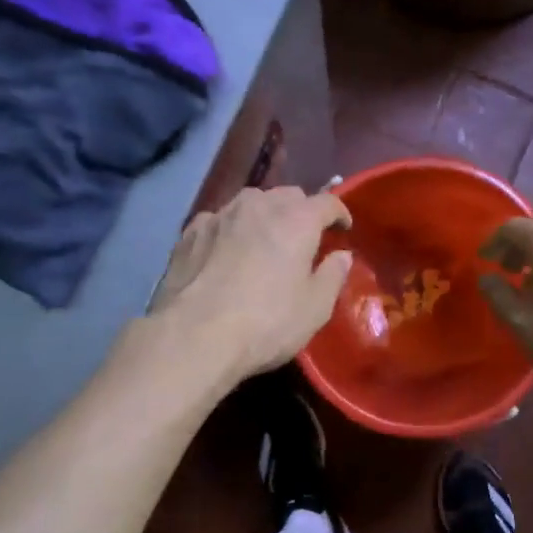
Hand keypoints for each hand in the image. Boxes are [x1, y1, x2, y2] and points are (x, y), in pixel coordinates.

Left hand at [149, 186, 352, 380]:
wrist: (193, 336)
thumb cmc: (266, 323)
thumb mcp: (315, 309)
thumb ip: (333, 276)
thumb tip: (341, 256)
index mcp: (296, 221)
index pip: (326, 202)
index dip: (339, 213)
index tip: (343, 229)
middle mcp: (258, 206)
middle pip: (287, 195)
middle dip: (300, 211)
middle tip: (304, 238)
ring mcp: (219, 216)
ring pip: (250, 202)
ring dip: (264, 216)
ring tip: (264, 241)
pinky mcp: (189, 233)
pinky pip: (218, 221)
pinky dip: (230, 230)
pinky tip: (225, 252)